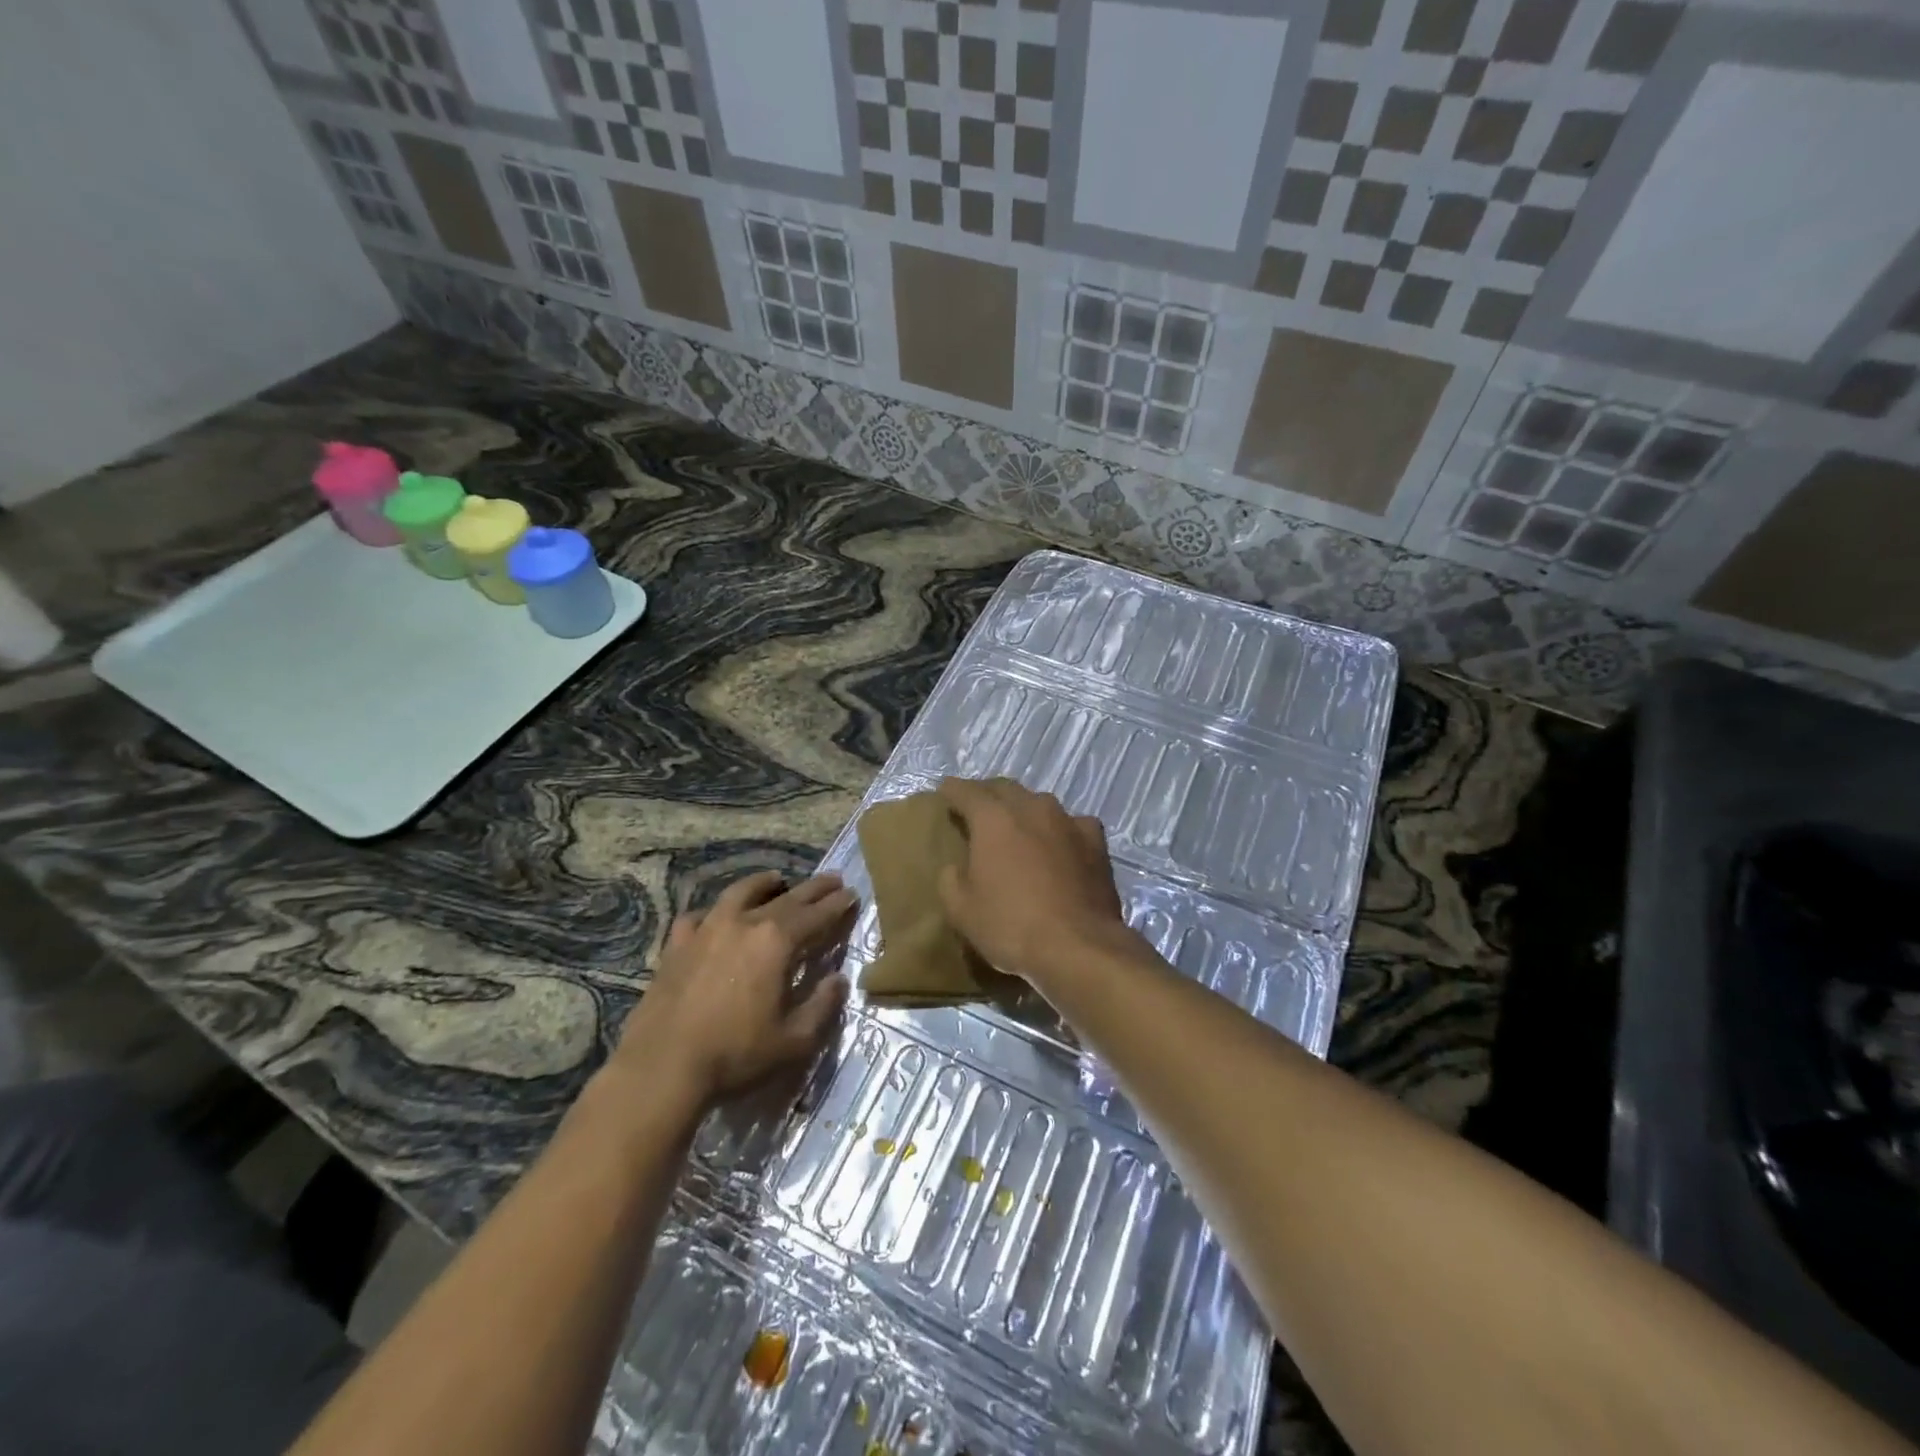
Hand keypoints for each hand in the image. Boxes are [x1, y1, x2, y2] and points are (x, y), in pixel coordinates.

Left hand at [614, 872, 855, 1106]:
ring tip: (775, 878)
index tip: (851, 893)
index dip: (836, 904)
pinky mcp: (676, 945)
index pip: (816, 915)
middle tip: (831, 879)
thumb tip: (839, 979)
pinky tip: (715, 917)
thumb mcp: (793, 1040)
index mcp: (776, 942)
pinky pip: (699, 917)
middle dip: (812, 889)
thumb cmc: (735, 1055)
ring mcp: (706, 930)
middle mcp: (744, 923)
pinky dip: (714, 912)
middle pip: (786, 898)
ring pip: (740, 893)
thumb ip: (822, 1006)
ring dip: (763, 884)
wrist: (661, 1068)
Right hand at [936, 777, 1130, 984]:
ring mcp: (1067, 821)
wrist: (1078, 947)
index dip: (952, 790)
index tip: (944, 791)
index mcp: (993, 819)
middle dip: (987, 794)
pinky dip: (1060, 829)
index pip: (966, 791)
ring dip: (1024, 809)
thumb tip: (957, 867)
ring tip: (1017, 826)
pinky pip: (1072, 823)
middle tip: (976, 809)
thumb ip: (951, 879)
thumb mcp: (961, 910)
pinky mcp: (1095, 841)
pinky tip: (1060, 844)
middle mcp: (1031, 808)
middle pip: (1004, 789)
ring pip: (1039, 803)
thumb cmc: (1010, 926)